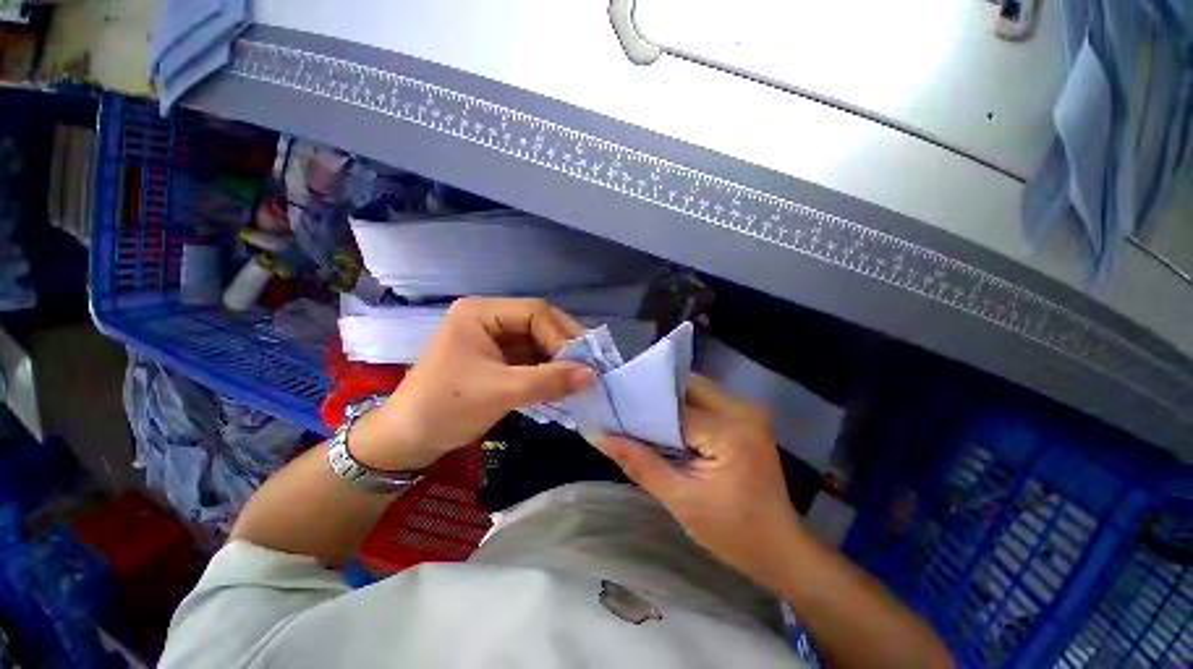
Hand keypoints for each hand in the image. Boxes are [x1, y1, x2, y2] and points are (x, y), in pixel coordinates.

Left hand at [350, 297, 593, 470]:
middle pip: (539, 324)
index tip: (581, 363)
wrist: (408, 440)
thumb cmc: (446, 407)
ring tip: (581, 376)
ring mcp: (494, 339)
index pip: (534, 312)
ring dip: (559, 359)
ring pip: (538, 342)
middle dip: (563, 345)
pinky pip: (532, 358)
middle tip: (589, 366)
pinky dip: (548, 370)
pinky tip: (564, 382)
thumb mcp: (500, 392)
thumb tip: (591, 374)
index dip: (561, 335)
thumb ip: (548, 381)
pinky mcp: (498, 359)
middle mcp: (489, 319)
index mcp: (480, 313)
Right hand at [594, 374, 803, 581]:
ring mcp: (747, 411)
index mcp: (730, 429)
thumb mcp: (682, 501)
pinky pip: (705, 401)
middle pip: (686, 385)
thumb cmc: (735, 533)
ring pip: (695, 389)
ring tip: (639, 415)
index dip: (641, 406)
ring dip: (668, 401)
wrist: (782, 549)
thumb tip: (601, 437)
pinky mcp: (746, 418)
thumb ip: (641, 464)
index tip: (612, 407)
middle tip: (624, 408)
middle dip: (654, 395)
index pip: (674, 405)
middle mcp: (742, 408)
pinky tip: (666, 424)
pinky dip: (683, 409)